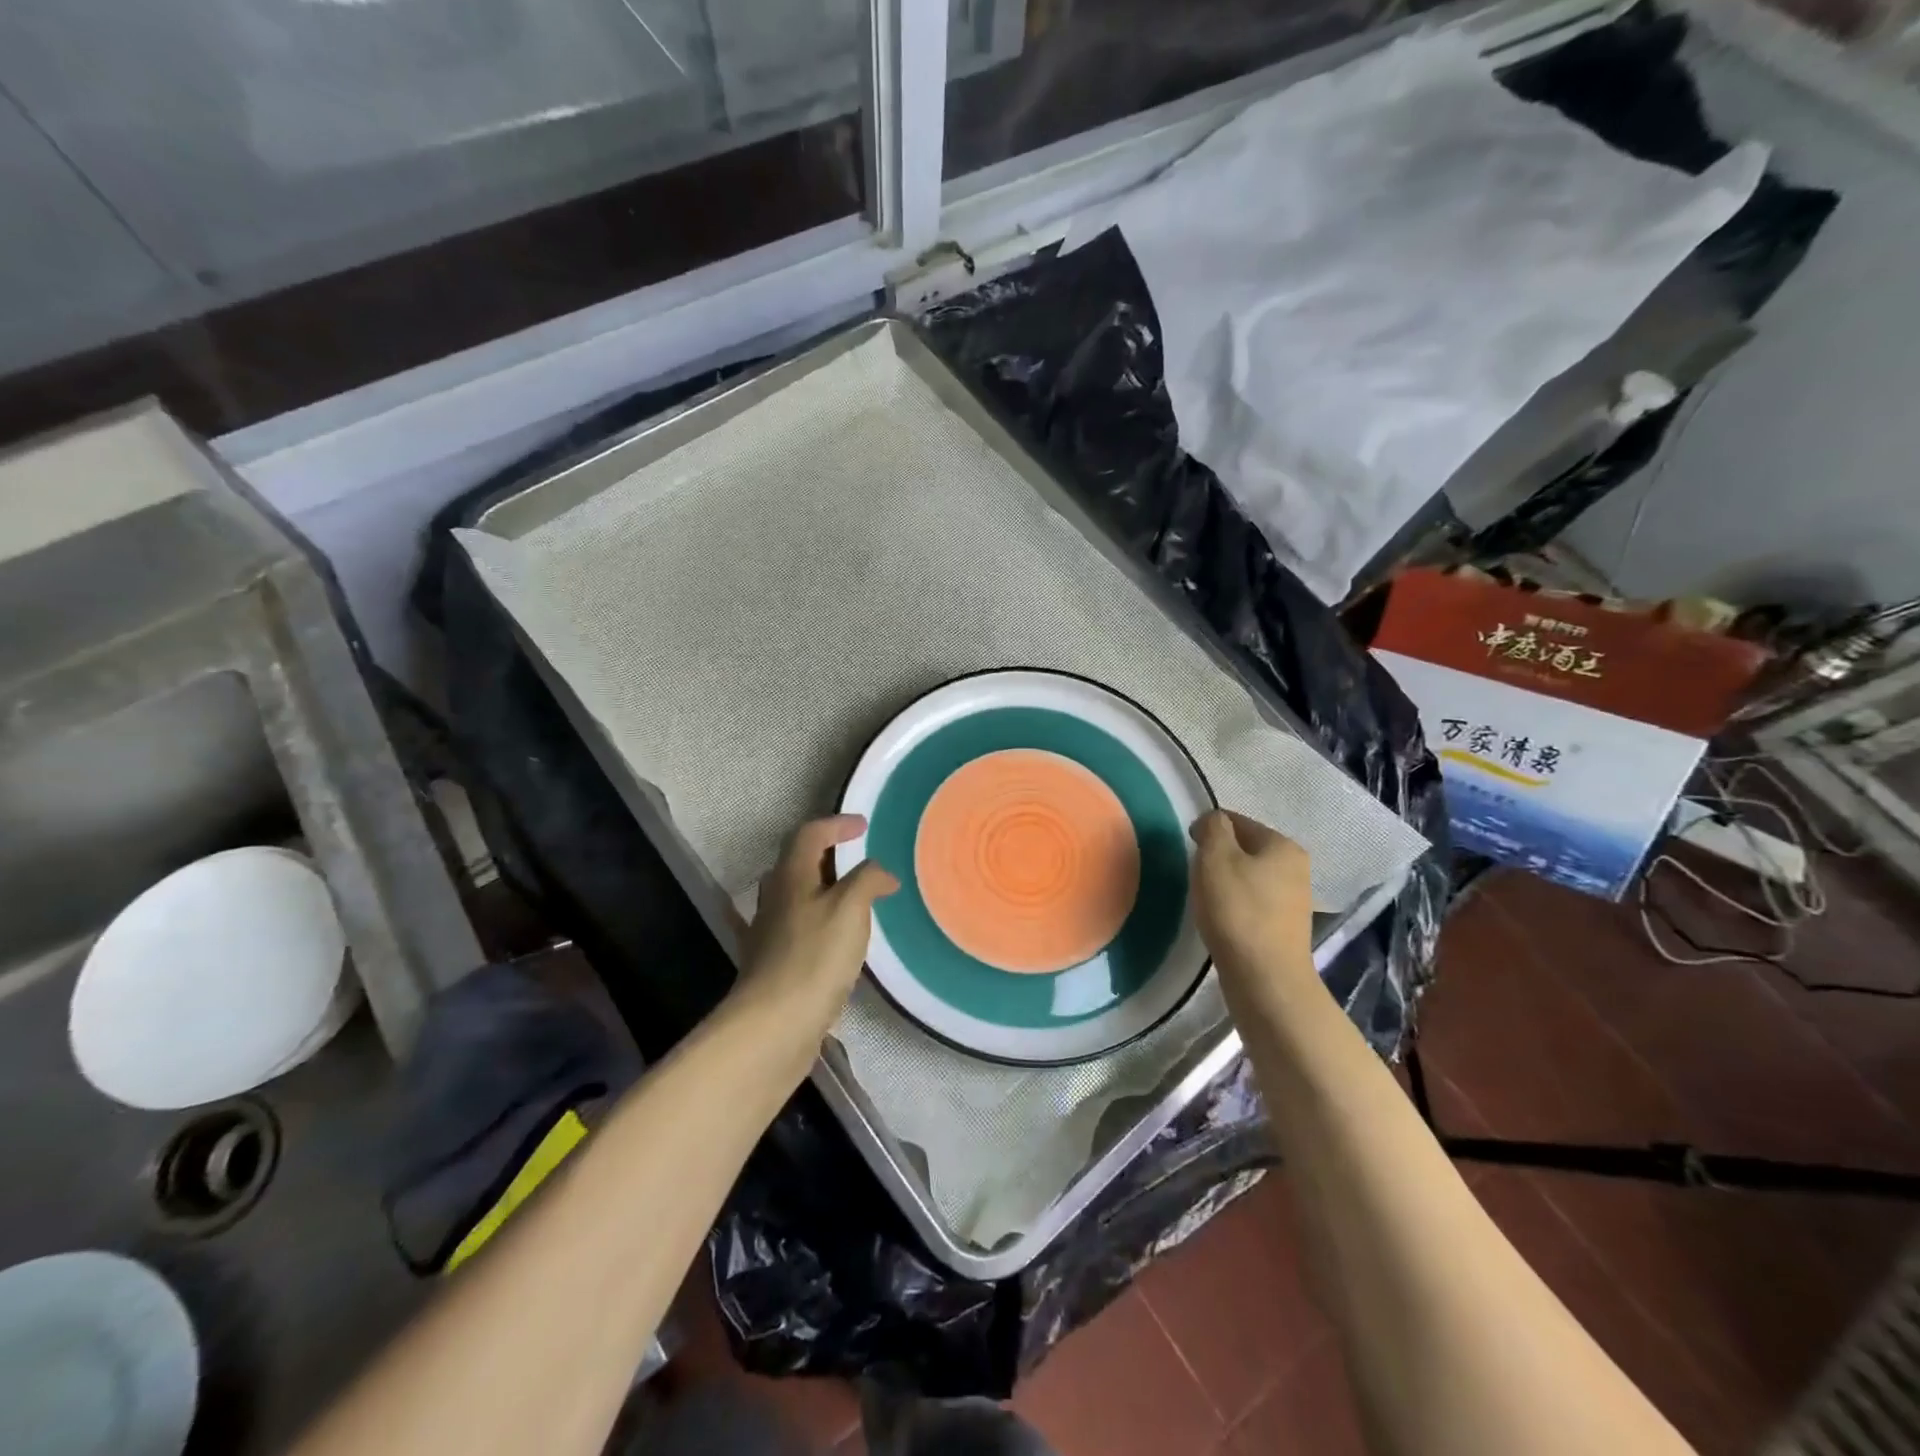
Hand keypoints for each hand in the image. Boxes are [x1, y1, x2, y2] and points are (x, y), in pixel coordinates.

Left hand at [734, 814, 898, 1050]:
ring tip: (854, 898)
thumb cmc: (814, 958)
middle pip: (798, 862)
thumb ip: (867, 880)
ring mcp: (770, 933)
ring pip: (796, 896)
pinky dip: (818, 921)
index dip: (836, 825)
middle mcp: (775, 898)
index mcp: (791, 877)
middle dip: (828, 854)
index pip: (810, 834)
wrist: (774, 1025)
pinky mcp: (773, 964)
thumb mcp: (850, 909)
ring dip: (823, 888)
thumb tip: (882, 873)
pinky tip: (832, 938)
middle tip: (859, 858)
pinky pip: (797, 928)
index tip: (864, 826)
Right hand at [1190, 810, 1314, 999]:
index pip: (1237, 821)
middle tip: (1196, 876)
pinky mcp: (1285, 927)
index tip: (1188, 849)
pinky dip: (1235, 905)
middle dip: (1217, 857)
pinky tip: (1221, 920)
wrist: (1265, 978)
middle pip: (1244, 849)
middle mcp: (1296, 867)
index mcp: (1283, 845)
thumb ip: (1212, 829)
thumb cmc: (1238, 911)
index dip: (1208, 829)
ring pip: (1248, 876)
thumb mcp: (1216, 858)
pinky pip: (1252, 902)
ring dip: (1225, 883)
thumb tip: (1212, 821)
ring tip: (1206, 900)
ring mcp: (1294, 899)